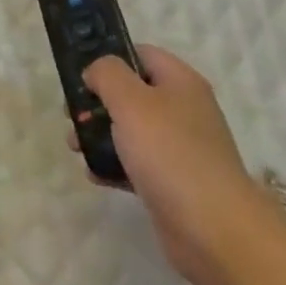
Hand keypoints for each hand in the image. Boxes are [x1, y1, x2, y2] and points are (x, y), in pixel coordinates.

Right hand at [75, 46, 262, 284]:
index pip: (140, 54)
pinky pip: (137, 164)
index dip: (109, 59)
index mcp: (180, 81)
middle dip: (98, 102)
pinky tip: (95, 175)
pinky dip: (115, 165)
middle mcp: (183, 109)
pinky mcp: (173, 182)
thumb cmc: (170, 154)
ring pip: (132, 130)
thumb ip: (107, 74)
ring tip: (75, 147)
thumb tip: (96, 71)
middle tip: (71, 115)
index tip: (80, 77)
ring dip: (101, 135)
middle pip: (132, 93)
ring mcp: (180, 148)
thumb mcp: (131, 101)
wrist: (214, 231)